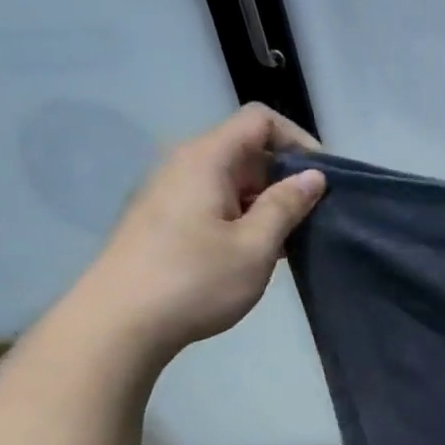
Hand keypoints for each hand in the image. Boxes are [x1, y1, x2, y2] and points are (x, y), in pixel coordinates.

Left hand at [69, 105, 325, 361]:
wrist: (120, 324)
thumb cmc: (195, 281)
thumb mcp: (255, 246)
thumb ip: (286, 205)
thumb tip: (313, 176)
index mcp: (207, 159)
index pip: (259, 120)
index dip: (298, 140)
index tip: (323, 180)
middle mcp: (185, 164)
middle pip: (247, 149)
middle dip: (286, 177)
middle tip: (314, 219)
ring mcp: (171, 192)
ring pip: (233, 180)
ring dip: (267, 202)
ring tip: (291, 242)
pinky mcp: (165, 220)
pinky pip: (216, 202)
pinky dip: (244, 217)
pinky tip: (257, 254)